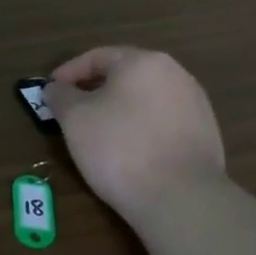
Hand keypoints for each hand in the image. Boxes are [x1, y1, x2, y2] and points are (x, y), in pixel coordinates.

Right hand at [44, 47, 225, 224]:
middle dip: (94, 90)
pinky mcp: (205, 133)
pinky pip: (163, 121)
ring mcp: (195, 103)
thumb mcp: (75, 119)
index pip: (97, 57)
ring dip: (119, 109)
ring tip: (99, 133)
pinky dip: (141, 128)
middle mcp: (175, 73)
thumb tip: (55, 88)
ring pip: (146, 98)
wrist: (181, 197)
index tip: (50, 92)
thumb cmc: (120, 148)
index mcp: (143, 62)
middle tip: (72, 111)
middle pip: (125, 75)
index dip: (68, 73)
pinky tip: (130, 150)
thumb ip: (60, 96)